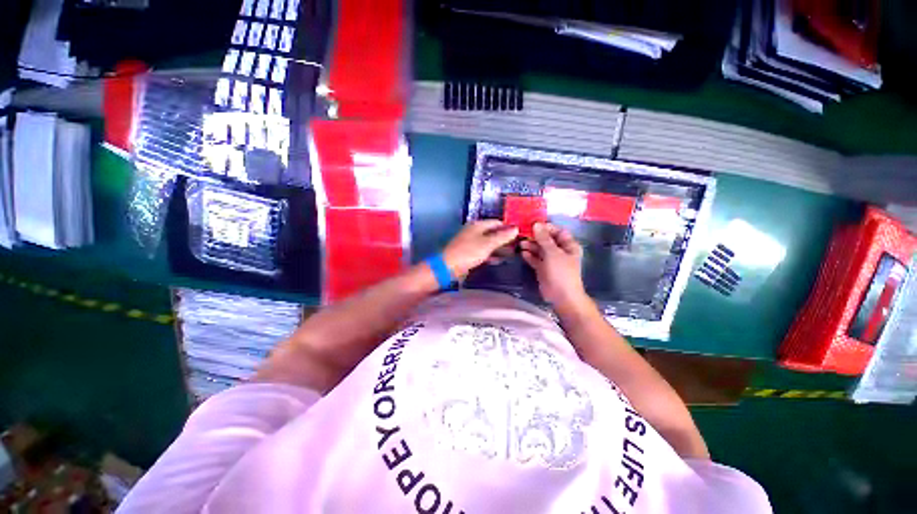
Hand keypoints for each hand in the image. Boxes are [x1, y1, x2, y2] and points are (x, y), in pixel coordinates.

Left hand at [442, 220, 518, 279]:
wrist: (448, 267)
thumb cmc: (468, 252)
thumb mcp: (488, 244)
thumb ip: (502, 236)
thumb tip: (516, 228)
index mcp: (478, 225)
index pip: (497, 222)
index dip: (508, 227)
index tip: (520, 235)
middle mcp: (474, 231)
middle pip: (493, 232)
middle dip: (504, 238)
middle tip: (518, 245)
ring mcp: (471, 242)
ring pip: (488, 242)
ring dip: (499, 247)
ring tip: (512, 253)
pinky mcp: (468, 253)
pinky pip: (483, 251)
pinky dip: (491, 254)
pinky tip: (499, 260)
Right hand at [520, 223, 589, 308]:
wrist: (561, 296)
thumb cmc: (561, 272)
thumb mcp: (552, 253)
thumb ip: (544, 238)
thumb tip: (536, 224)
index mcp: (568, 245)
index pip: (557, 231)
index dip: (546, 227)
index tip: (532, 225)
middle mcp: (560, 251)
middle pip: (547, 240)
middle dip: (535, 237)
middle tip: (522, 234)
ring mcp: (551, 260)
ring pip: (540, 249)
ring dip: (531, 246)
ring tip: (520, 244)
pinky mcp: (543, 269)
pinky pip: (535, 259)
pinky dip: (529, 256)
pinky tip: (522, 253)